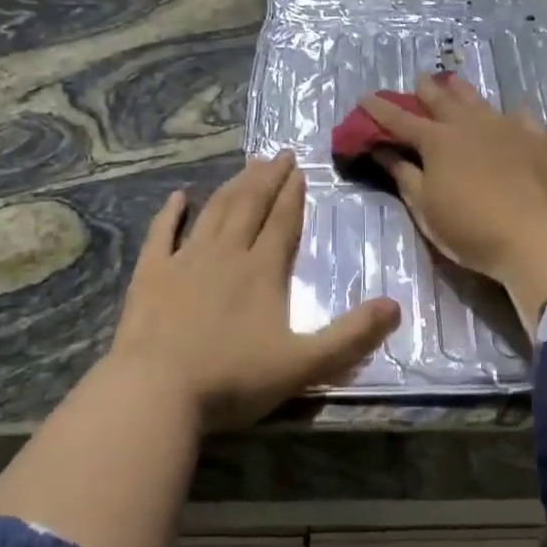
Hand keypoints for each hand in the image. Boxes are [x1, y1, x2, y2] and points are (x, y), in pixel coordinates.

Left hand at [105, 152, 401, 430]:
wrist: (156, 391)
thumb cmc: (233, 379)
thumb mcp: (304, 365)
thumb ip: (351, 336)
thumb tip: (396, 306)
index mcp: (262, 270)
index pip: (283, 221)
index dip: (293, 194)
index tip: (299, 168)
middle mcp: (225, 254)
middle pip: (249, 206)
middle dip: (267, 179)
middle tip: (278, 154)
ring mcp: (184, 260)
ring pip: (213, 212)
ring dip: (232, 187)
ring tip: (246, 167)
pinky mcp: (151, 275)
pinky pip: (162, 234)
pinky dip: (170, 213)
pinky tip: (178, 197)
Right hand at [362, 74, 546, 329]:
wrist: (537, 236)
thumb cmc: (471, 228)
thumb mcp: (426, 208)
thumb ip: (404, 175)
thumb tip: (382, 150)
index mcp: (437, 142)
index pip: (401, 120)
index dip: (381, 110)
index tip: (366, 98)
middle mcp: (469, 125)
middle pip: (442, 100)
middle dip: (425, 90)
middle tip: (418, 79)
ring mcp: (506, 127)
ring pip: (478, 101)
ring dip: (462, 91)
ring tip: (454, 81)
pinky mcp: (537, 138)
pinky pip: (521, 117)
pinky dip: (511, 114)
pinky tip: (514, 113)